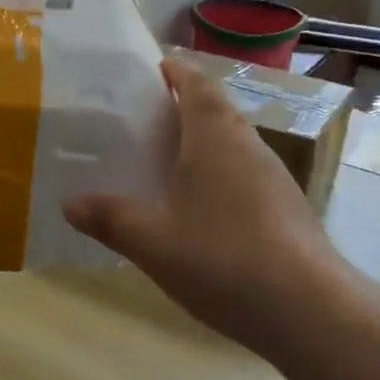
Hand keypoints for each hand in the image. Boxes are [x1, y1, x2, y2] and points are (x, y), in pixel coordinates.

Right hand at [64, 58, 345, 362]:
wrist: (309, 311)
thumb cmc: (223, 259)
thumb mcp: (152, 241)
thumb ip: (110, 219)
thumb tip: (69, 204)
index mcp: (214, 137)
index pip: (197, 85)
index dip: (176, 72)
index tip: (154, 68)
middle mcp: (248, 146)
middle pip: (216, 110)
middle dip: (184, 107)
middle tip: (145, 120)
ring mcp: (273, 177)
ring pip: (233, 144)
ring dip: (203, 143)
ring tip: (166, 161)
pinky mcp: (286, 208)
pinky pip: (244, 174)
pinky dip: (219, 175)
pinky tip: (200, 209)